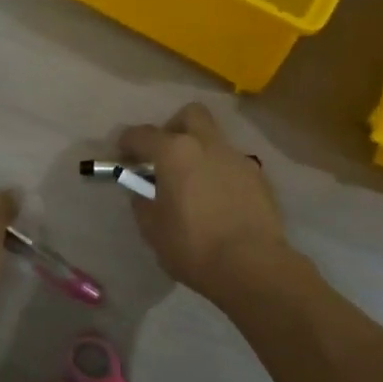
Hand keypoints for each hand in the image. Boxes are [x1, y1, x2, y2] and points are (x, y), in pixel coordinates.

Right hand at [119, 104, 291, 302]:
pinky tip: (219, 201)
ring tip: (193, 184)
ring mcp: (238, 158)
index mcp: (175, 153)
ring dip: (200, 152)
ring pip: (215, 140)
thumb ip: (142, 203)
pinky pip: (233, 164)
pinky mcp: (260, 177)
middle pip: (190, 115)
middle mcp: (208, 145)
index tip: (123, 154)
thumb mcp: (153, 230)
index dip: (128, 142)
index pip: (143, 134)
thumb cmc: (193, 247)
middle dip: (174, 128)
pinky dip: (221, 173)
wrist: (252, 266)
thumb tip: (142, 192)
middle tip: (165, 156)